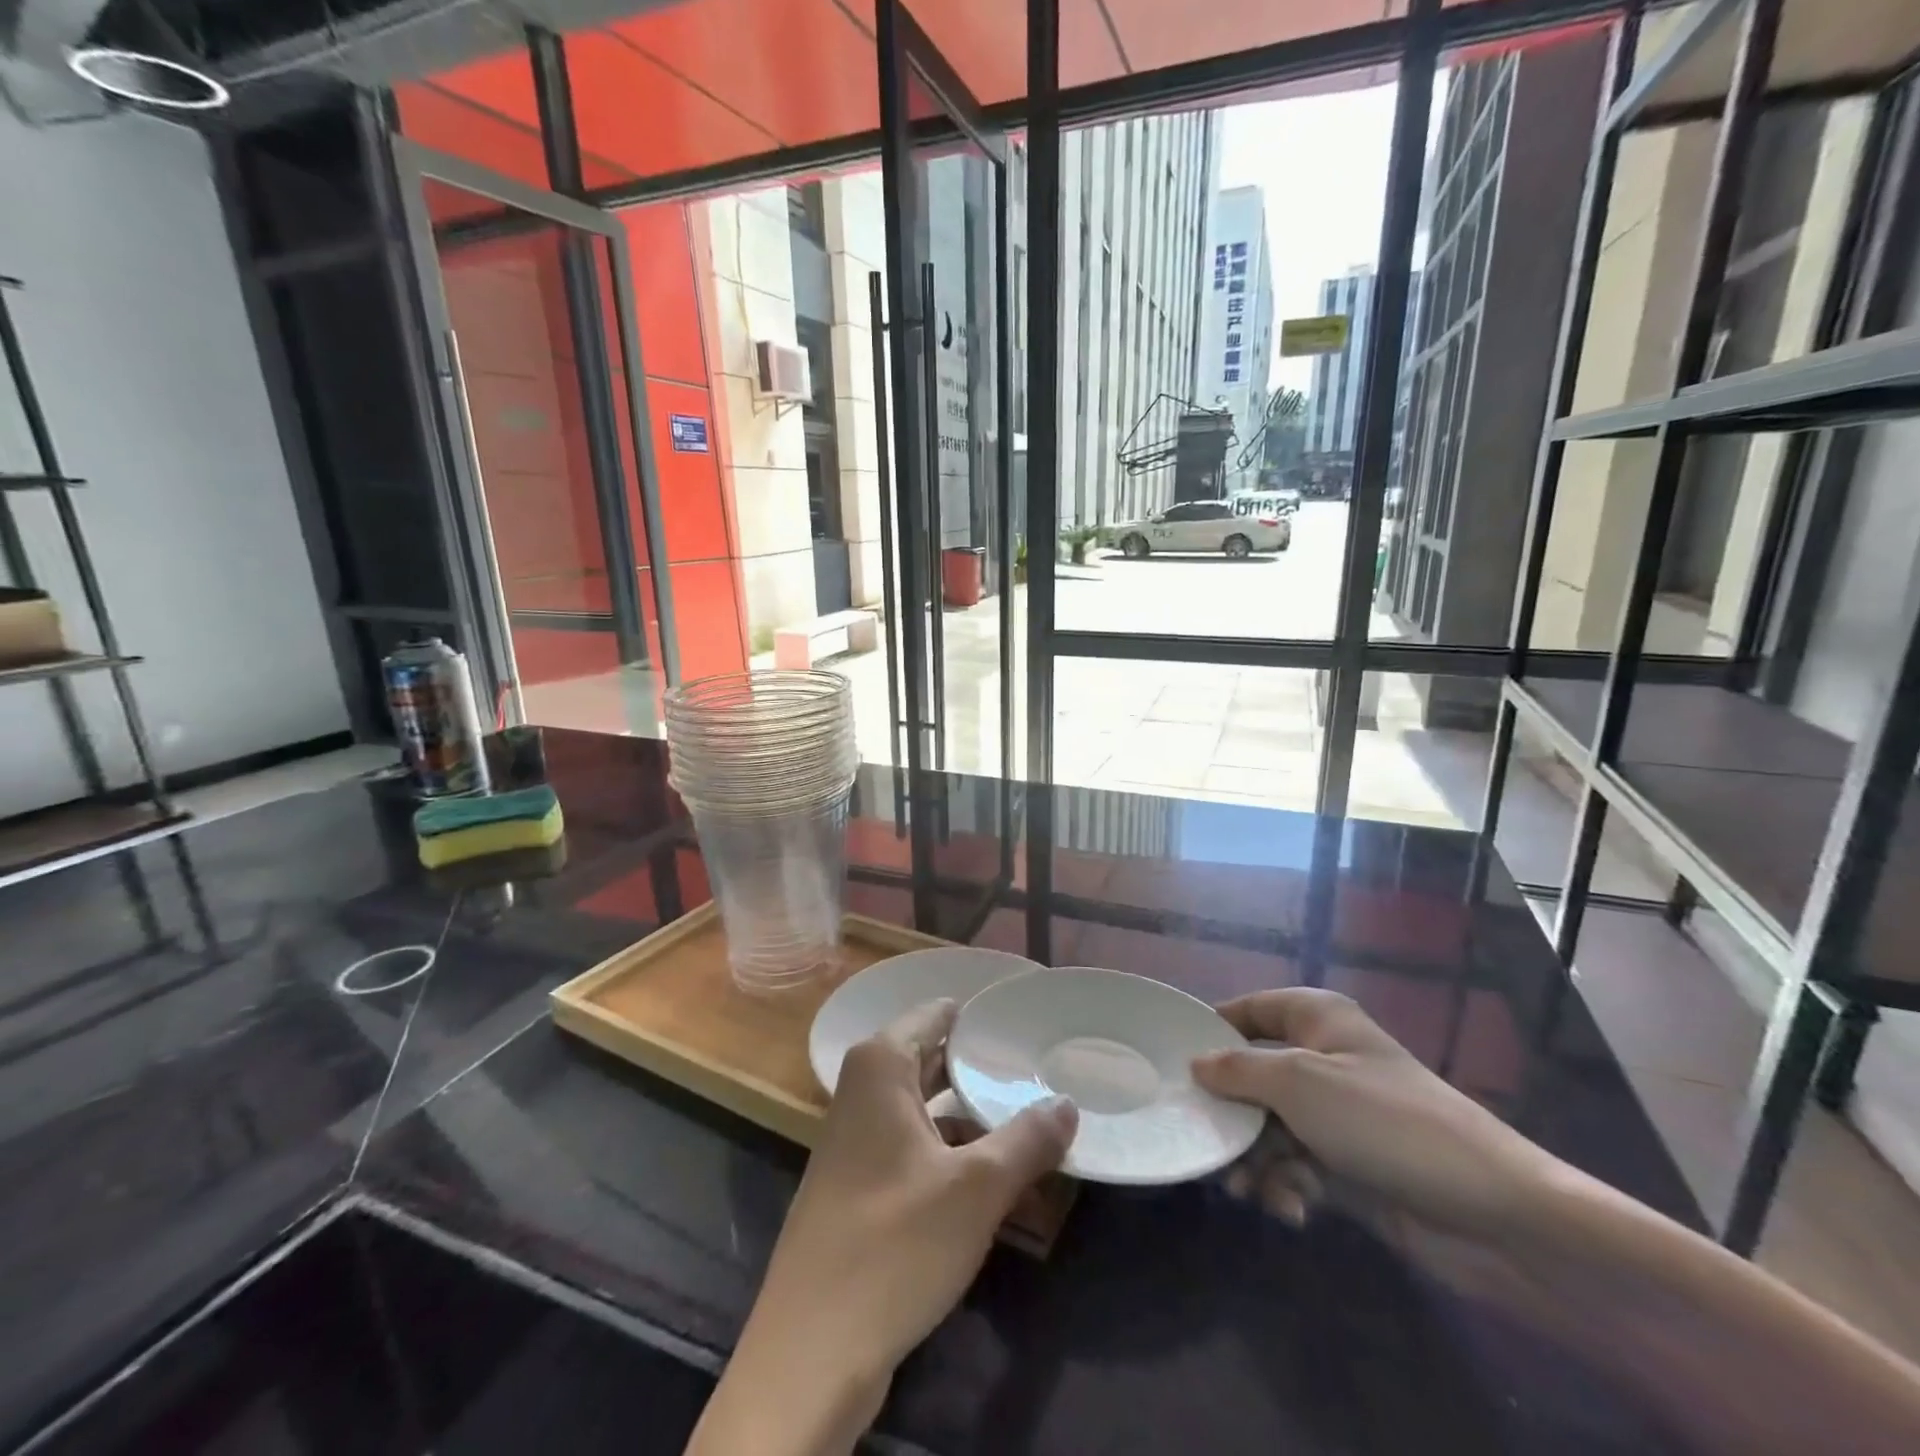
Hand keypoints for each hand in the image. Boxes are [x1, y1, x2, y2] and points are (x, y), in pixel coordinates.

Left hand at [691, 1001, 1075, 1454]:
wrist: (812, 1350)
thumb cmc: (894, 1243)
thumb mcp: (976, 1188)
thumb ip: (1027, 1140)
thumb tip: (1068, 1104)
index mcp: (880, 1067)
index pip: (934, 1014)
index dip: (979, 1014)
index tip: (1026, 1016)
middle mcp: (863, 1091)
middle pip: (931, 1058)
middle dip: (982, 1064)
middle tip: (1040, 1062)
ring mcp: (857, 1139)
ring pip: (926, 1106)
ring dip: (972, 1111)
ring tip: (1031, 1110)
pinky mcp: (860, 1185)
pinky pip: (916, 1145)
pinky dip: (953, 1148)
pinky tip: (995, 1168)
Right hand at [1193, 988, 1556, 1238]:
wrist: (1493, 1213)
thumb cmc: (1384, 1122)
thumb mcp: (1298, 1083)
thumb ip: (1237, 1070)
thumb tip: (1194, 1063)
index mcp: (1315, 1019)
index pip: (1245, 1011)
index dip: (1209, 1032)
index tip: (1172, 1063)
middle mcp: (1322, 1059)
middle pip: (1251, 1076)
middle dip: (1230, 1115)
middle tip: (1205, 1146)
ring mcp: (1337, 1114)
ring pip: (1268, 1126)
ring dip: (1256, 1159)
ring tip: (1250, 1192)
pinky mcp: (1349, 1164)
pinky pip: (1297, 1164)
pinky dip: (1288, 1184)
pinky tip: (1294, 1209)